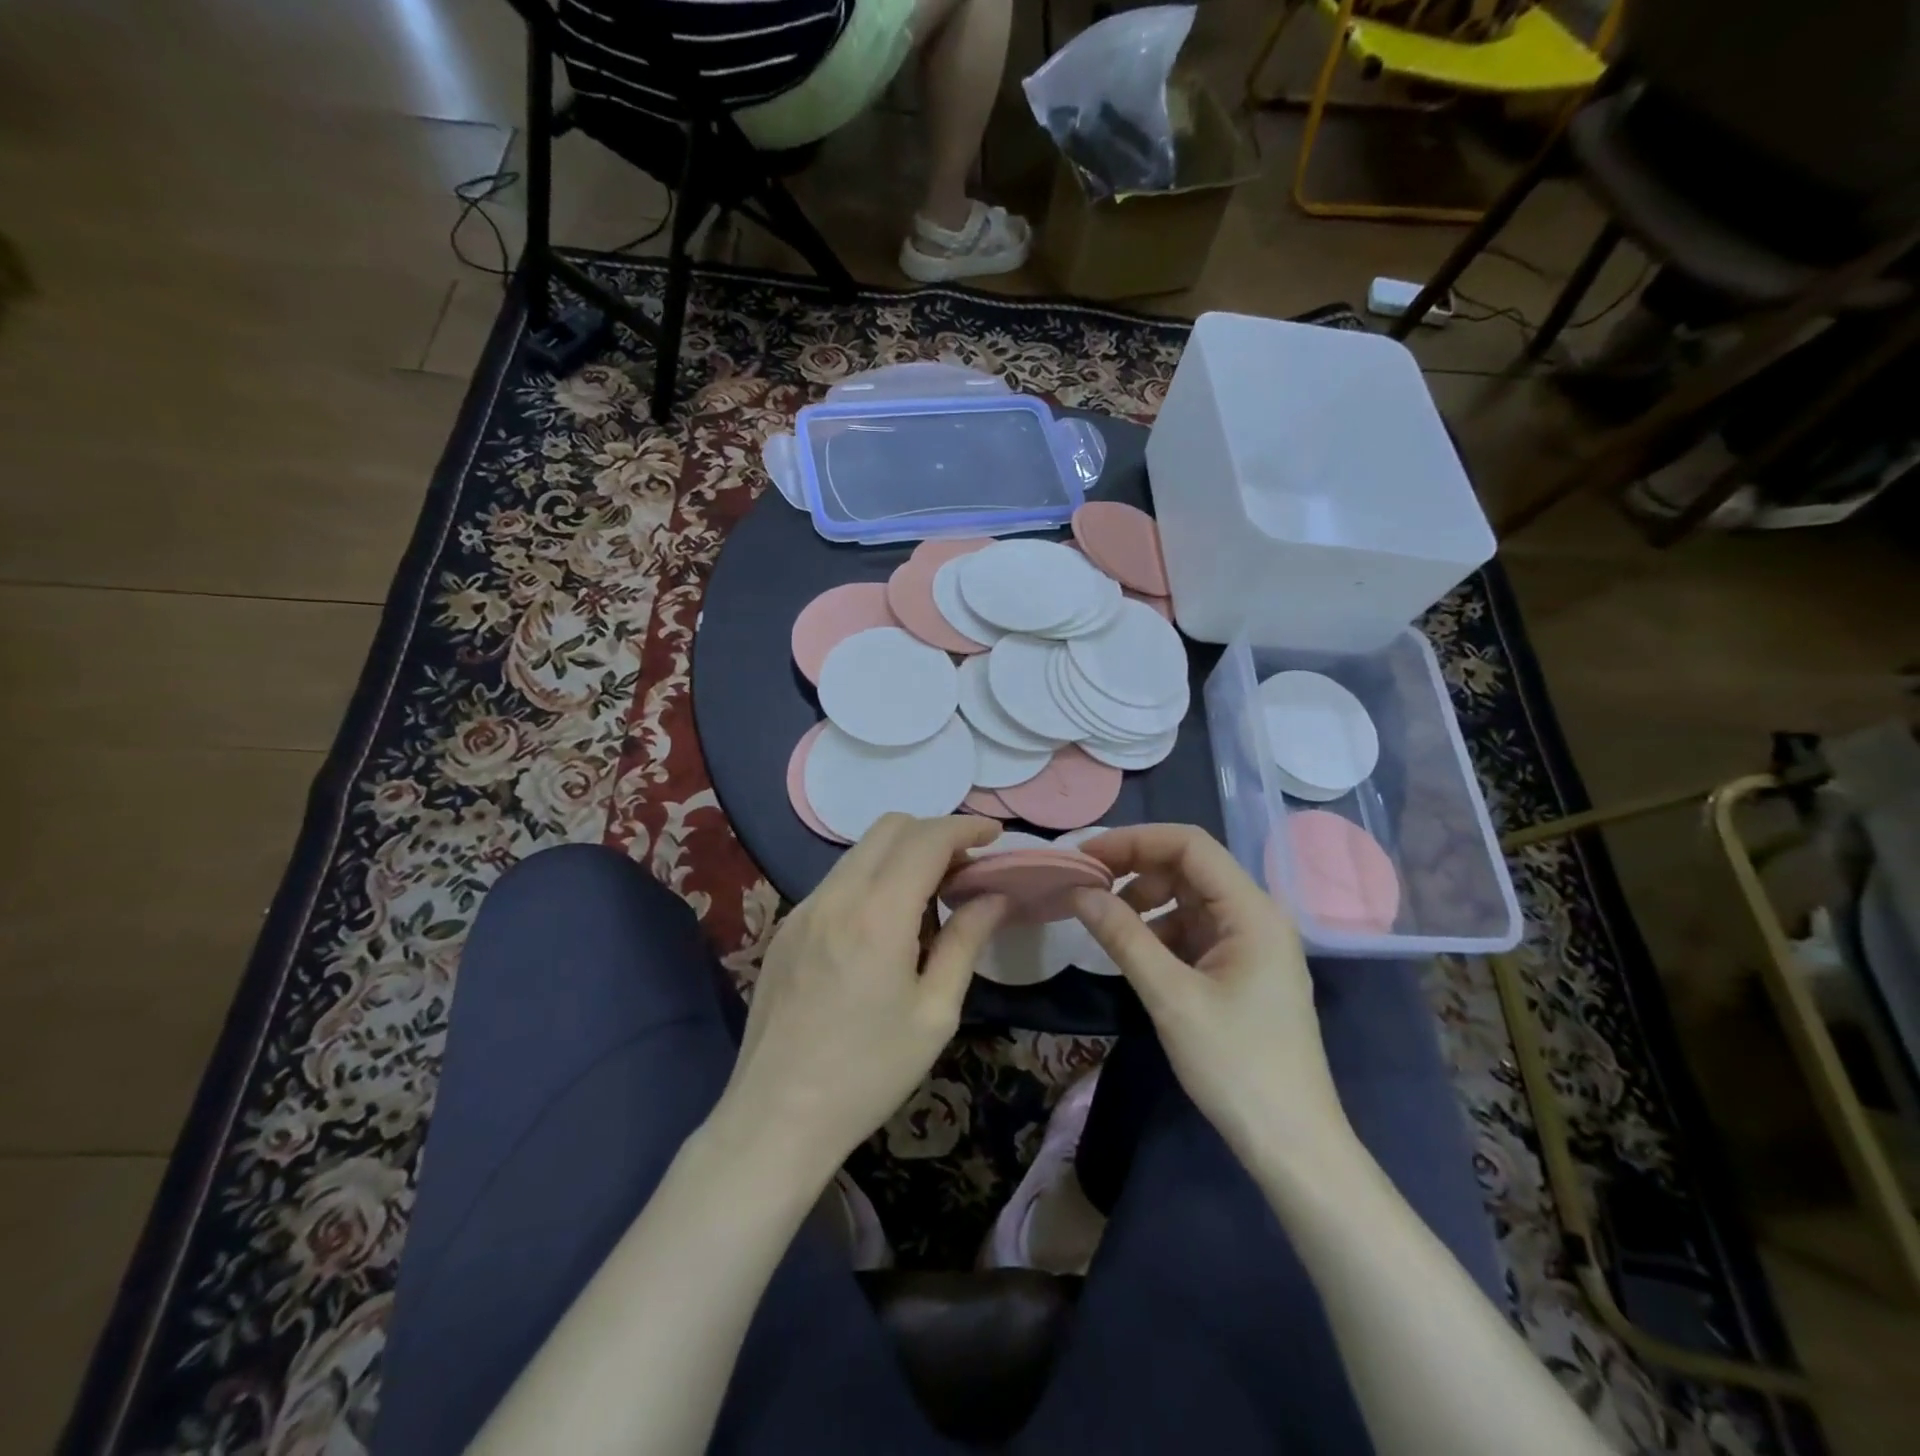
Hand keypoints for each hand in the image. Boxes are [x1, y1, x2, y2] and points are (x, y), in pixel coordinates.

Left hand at [714, 814, 1006, 1185]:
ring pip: (860, 851)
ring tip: (930, 895)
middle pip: (890, 828)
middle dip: (934, 832)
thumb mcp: (934, 1013)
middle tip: (965, 867)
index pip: (926, 838)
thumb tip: (995, 896)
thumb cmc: (868, 1073)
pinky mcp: (786, 927)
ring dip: (901, 854)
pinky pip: (837, 880)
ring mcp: (804, 908)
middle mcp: (836, 896)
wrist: (777, 1117)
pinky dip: (872, 878)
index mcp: (878, 914)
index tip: (994, 836)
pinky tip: (885, 923)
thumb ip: (966, 942)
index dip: (965, 827)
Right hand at [1071, 824, 1349, 1164]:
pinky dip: (1161, 931)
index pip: (1190, 844)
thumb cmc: (1236, 1066)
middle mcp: (1257, 915)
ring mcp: (1252, 942)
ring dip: (1146, 901)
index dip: (1135, 840)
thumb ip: (1123, 936)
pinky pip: (1195, 929)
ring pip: (1190, 898)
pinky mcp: (1243, 968)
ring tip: (1108, 925)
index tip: (1087, 856)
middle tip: (1087, 887)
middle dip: (1136, 869)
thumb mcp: (1171, 998)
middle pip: (1190, 867)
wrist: (1292, 1145)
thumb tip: (1079, 891)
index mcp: (1252, 911)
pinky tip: (1137, 955)